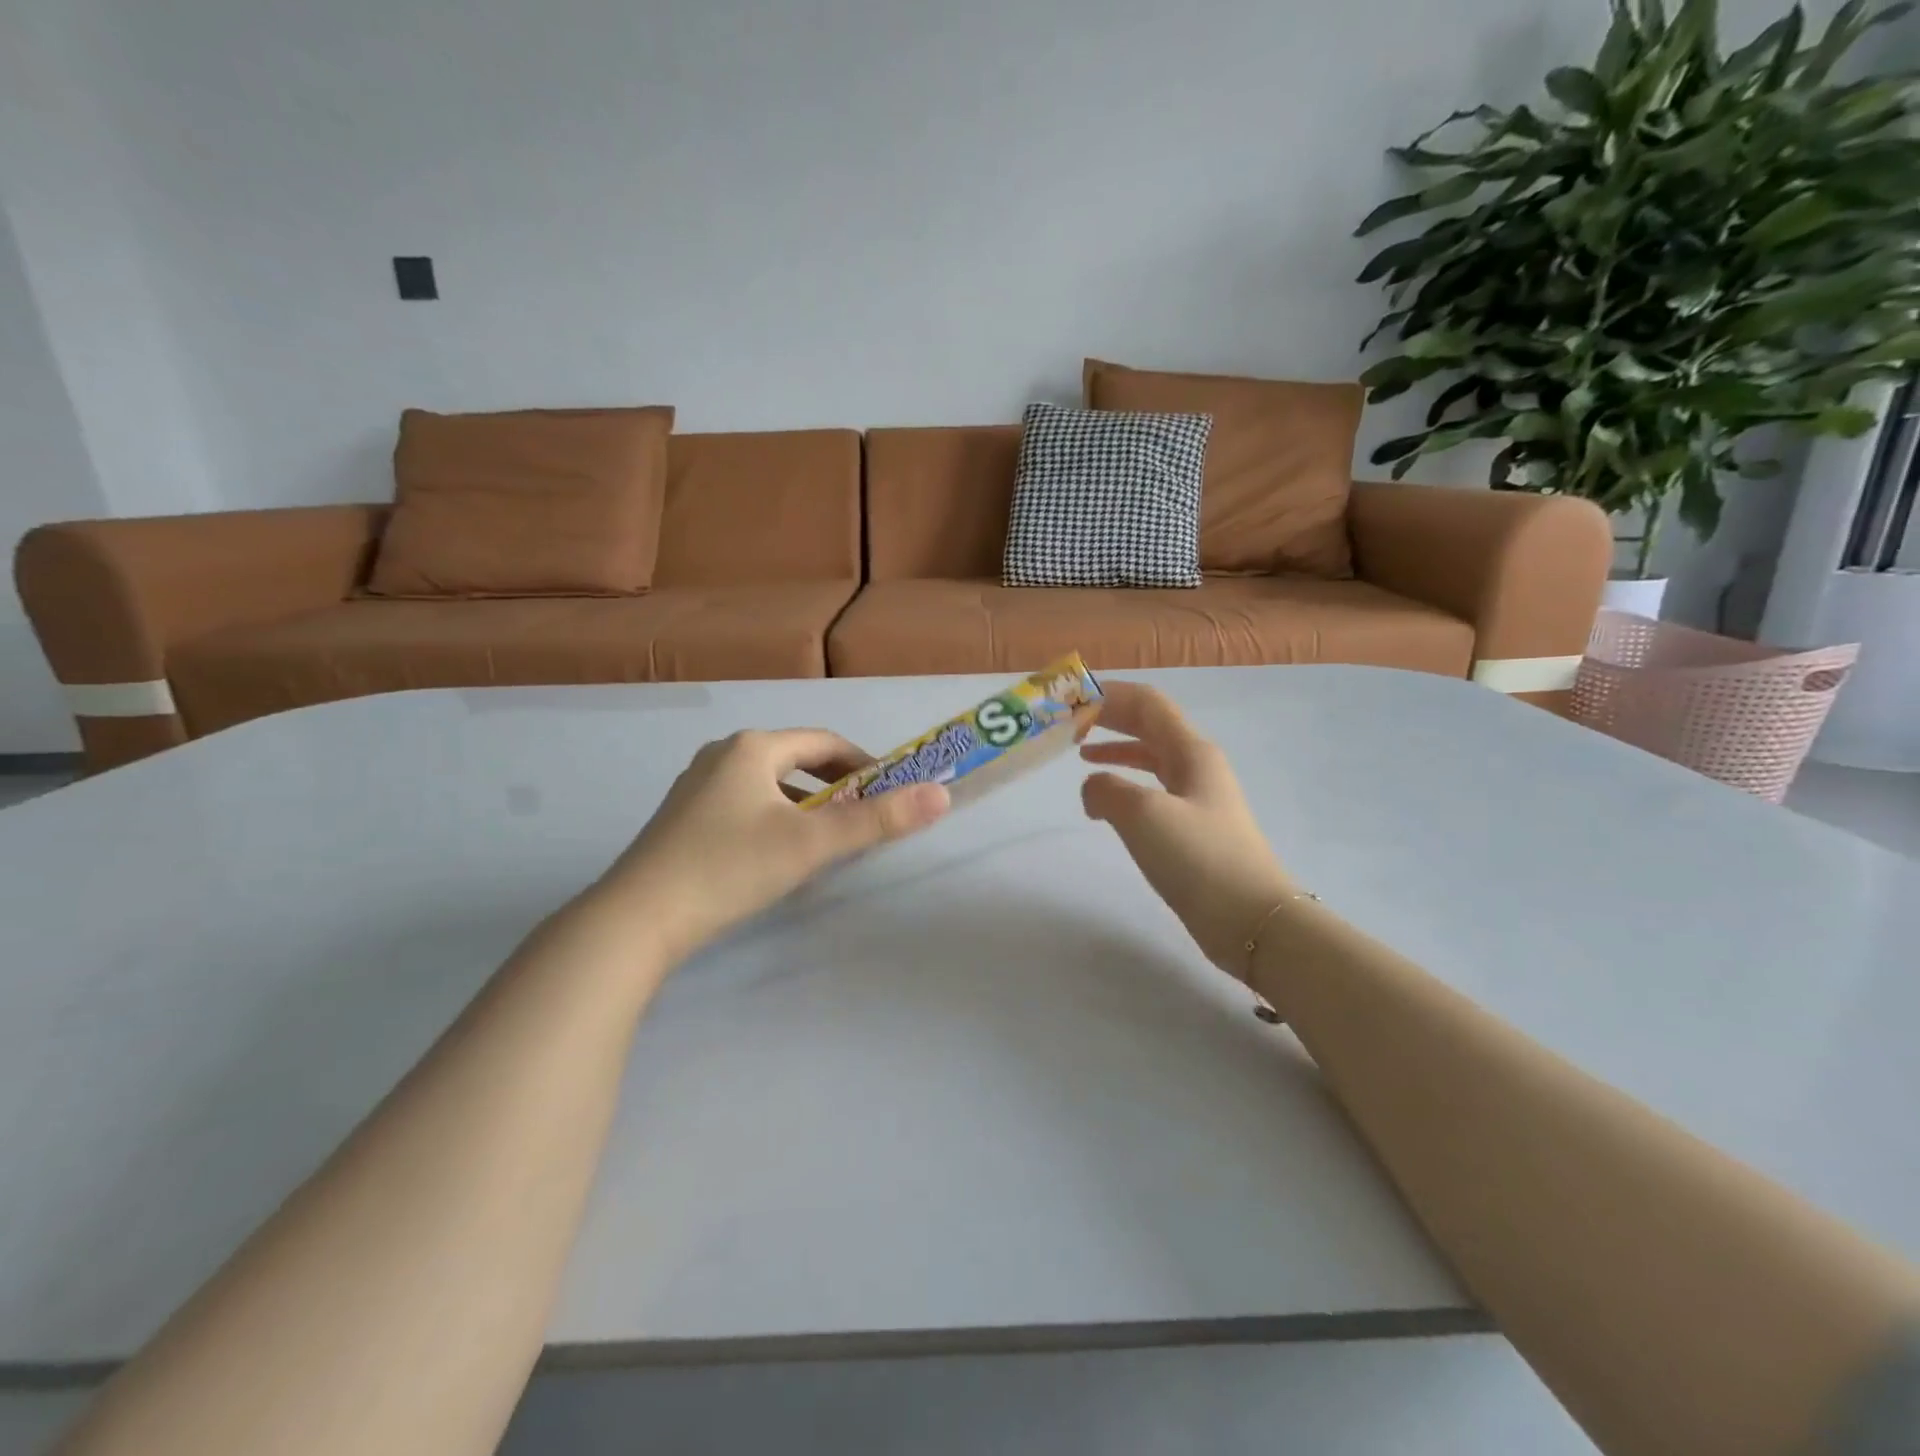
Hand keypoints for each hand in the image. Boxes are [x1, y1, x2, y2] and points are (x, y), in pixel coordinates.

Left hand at [595, 729, 949, 960]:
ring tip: (826, 840)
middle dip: (836, 787)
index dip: (865, 764)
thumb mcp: (811, 844)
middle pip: (796, 761)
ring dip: (805, 805)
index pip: (824, 742)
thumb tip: (941, 795)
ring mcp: (696, 786)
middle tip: (863, 819)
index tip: (891, 793)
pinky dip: (774, 819)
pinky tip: (776, 855)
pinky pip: (744, 805)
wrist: (636, 920)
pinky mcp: (683, 819)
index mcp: (752, 747)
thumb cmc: (729, 868)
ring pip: (769, 785)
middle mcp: (722, 755)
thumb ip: (878, 820)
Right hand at [1080, 682, 1295, 977]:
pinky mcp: (1194, 829)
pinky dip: (1125, 784)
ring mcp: (1198, 798)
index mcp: (1191, 751)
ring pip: (1150, 757)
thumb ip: (1106, 789)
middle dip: (1109, 717)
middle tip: (1069, 721)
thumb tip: (1093, 788)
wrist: (1252, 920)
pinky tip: (1107, 802)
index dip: (1108, 694)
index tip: (1069, 700)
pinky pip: (1153, 791)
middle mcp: (1197, 765)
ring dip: (1116, 749)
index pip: (1146, 703)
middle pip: (1149, 725)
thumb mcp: (1143, 815)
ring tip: (1080, 753)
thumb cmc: (1199, 858)